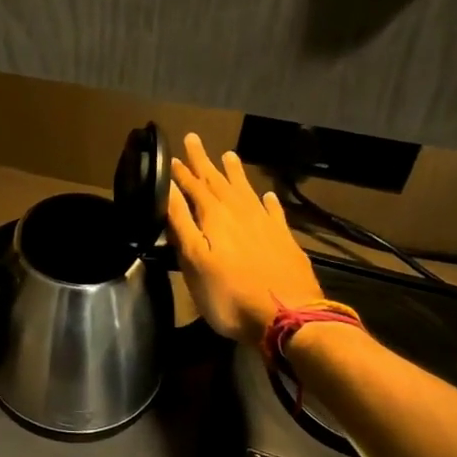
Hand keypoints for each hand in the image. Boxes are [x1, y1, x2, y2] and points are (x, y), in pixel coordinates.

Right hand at [167, 133, 321, 347]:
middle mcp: (240, 213)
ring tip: (229, 155)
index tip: (170, 155)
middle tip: (194, 139)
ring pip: (246, 191)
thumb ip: (181, 222)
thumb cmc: (229, 294)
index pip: (193, 187)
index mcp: (215, 217)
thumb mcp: (193, 260)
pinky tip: (267, 196)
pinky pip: (274, 212)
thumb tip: (169, 189)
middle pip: (219, 182)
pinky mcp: (284, 240)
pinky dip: (268, 202)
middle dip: (204, 162)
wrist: (288, 317)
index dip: (181, 172)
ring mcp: (265, 225)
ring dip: (235, 174)